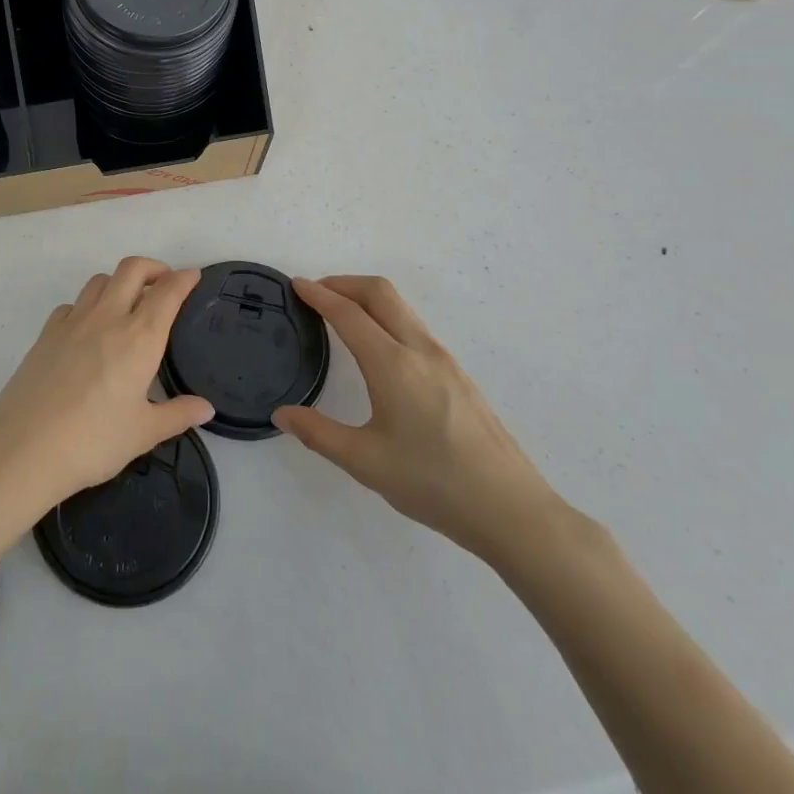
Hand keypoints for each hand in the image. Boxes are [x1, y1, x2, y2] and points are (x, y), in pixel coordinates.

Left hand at [0, 257, 213, 517]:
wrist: (23, 448)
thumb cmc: (93, 441)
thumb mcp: (143, 433)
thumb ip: (177, 415)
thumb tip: (206, 408)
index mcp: (139, 338)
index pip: (167, 293)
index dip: (184, 279)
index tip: (193, 276)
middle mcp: (107, 318)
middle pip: (131, 269)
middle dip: (153, 267)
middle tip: (164, 284)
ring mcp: (72, 322)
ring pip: (100, 281)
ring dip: (119, 282)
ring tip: (128, 304)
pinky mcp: (46, 333)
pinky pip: (72, 304)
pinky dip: (87, 305)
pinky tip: (88, 330)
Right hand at [274, 275, 568, 565]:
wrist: (512, 510)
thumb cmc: (433, 483)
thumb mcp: (365, 462)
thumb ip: (318, 433)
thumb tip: (282, 415)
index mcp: (393, 365)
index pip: (348, 314)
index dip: (319, 295)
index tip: (296, 284)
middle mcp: (420, 350)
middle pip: (380, 292)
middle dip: (344, 283)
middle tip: (316, 292)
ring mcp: (445, 360)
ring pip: (401, 308)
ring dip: (367, 298)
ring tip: (342, 315)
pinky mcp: (459, 375)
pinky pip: (415, 327)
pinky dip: (387, 318)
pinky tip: (378, 349)